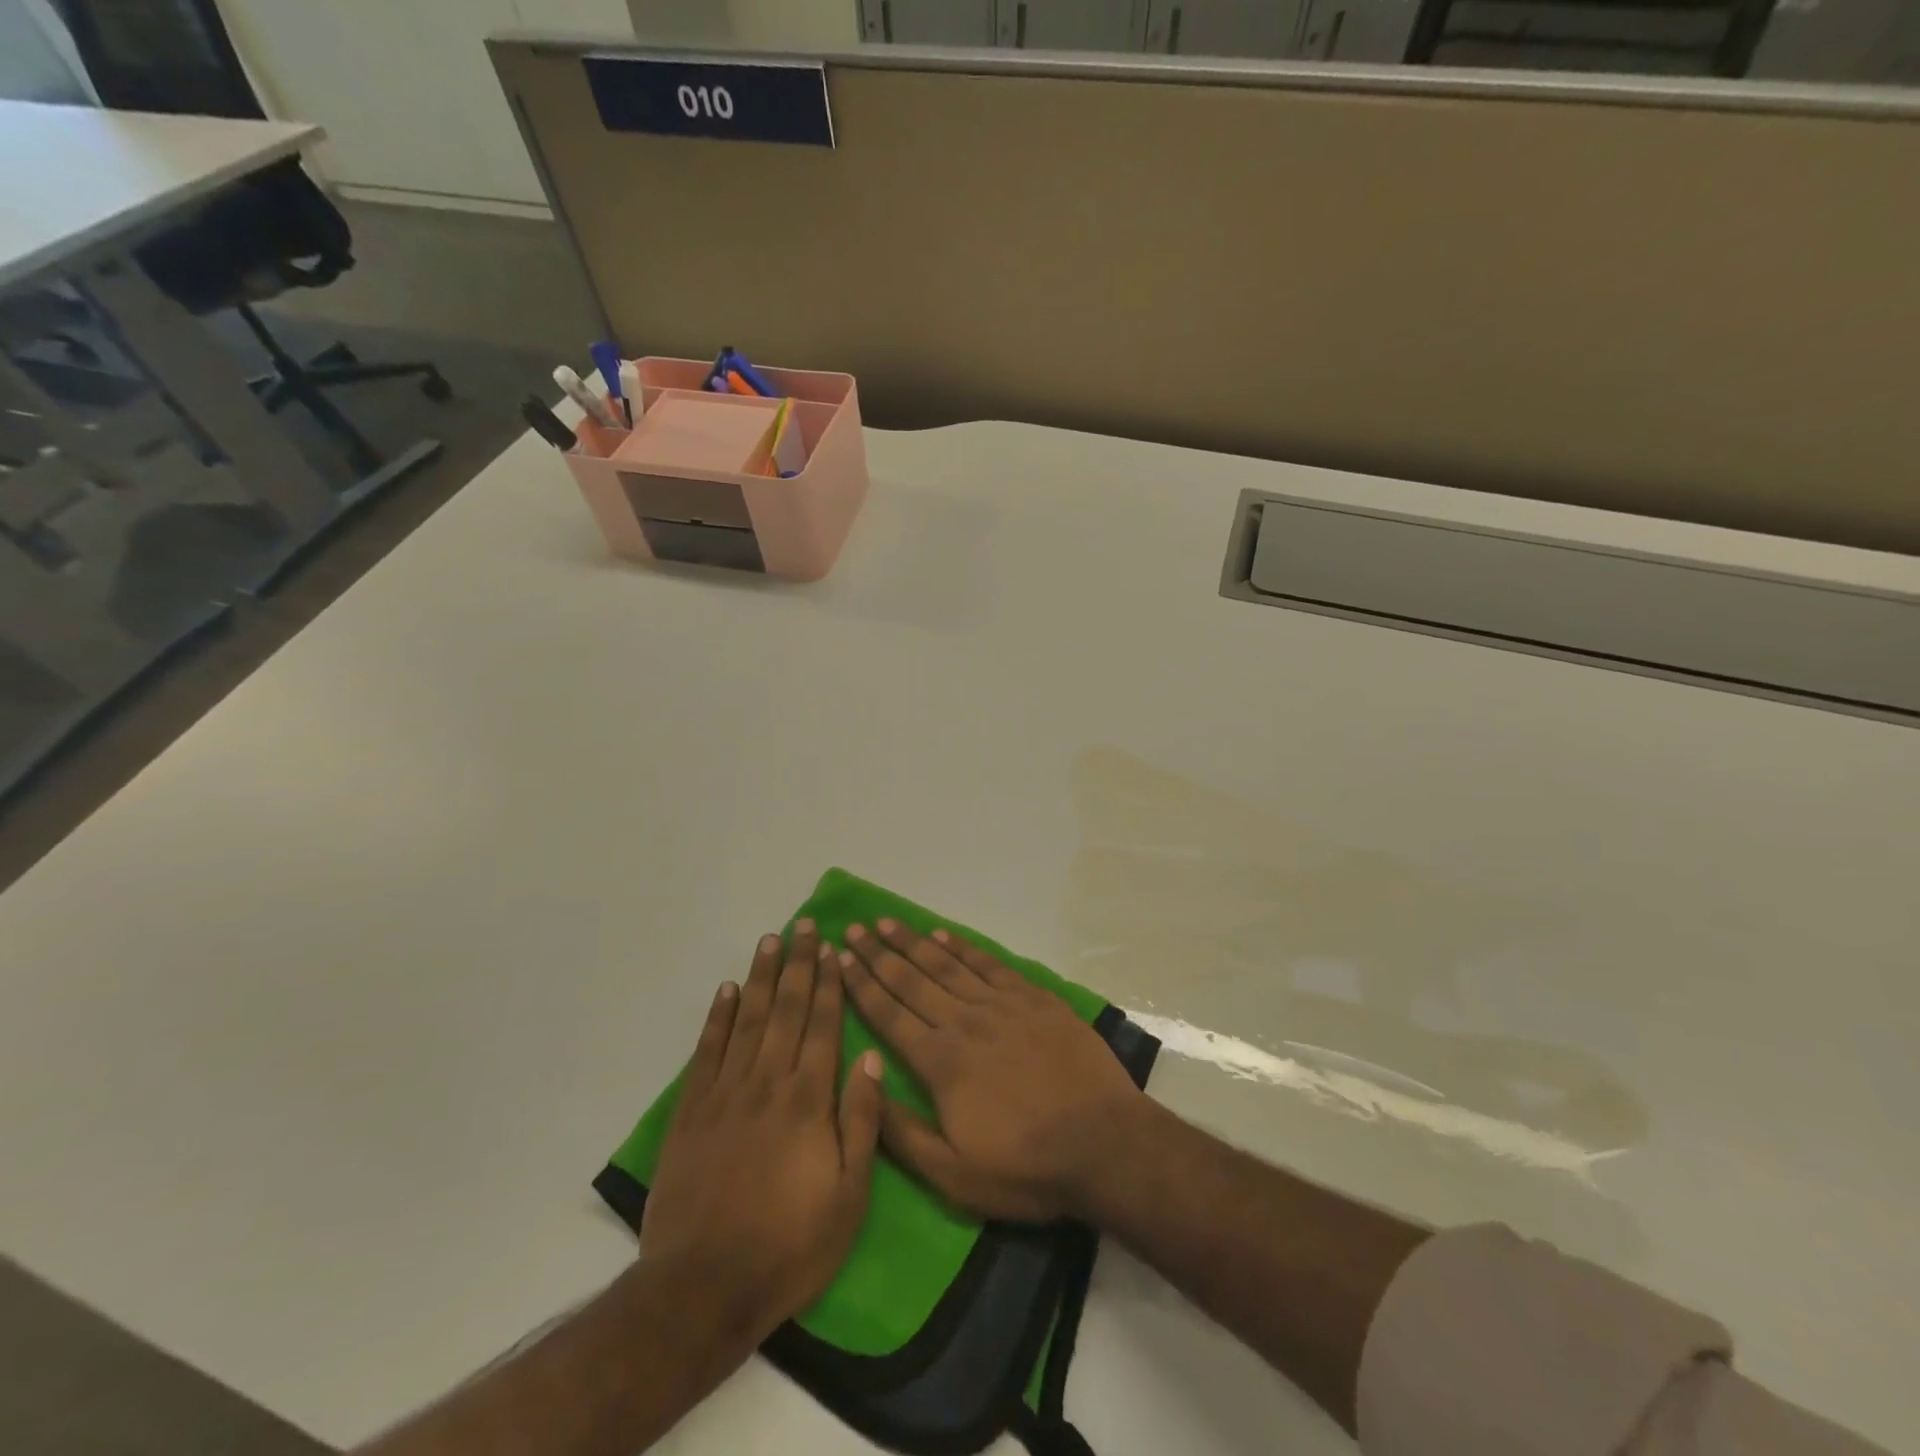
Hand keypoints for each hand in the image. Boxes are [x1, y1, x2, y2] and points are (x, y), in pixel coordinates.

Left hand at [641, 922, 884, 1343]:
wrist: (703, 1287)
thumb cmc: (790, 1244)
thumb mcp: (849, 1195)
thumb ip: (861, 1120)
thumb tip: (869, 1056)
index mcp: (809, 1099)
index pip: (824, 1025)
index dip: (830, 984)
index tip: (833, 949)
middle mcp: (768, 1082)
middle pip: (787, 1010)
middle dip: (799, 965)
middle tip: (803, 925)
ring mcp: (726, 1093)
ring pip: (748, 1019)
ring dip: (762, 977)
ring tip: (770, 940)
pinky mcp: (692, 1111)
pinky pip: (707, 1051)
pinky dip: (718, 1017)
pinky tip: (727, 990)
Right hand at [839, 920, 1147, 1222]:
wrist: (1104, 1142)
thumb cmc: (1026, 1166)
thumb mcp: (954, 1174)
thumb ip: (902, 1133)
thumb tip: (865, 1085)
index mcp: (940, 1062)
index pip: (889, 1014)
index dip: (861, 985)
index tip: (839, 957)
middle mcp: (964, 1022)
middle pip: (911, 980)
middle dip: (878, 954)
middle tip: (855, 928)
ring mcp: (1001, 1005)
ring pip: (946, 965)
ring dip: (913, 943)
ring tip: (888, 922)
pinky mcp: (1033, 998)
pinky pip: (989, 964)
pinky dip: (962, 948)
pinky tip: (943, 935)